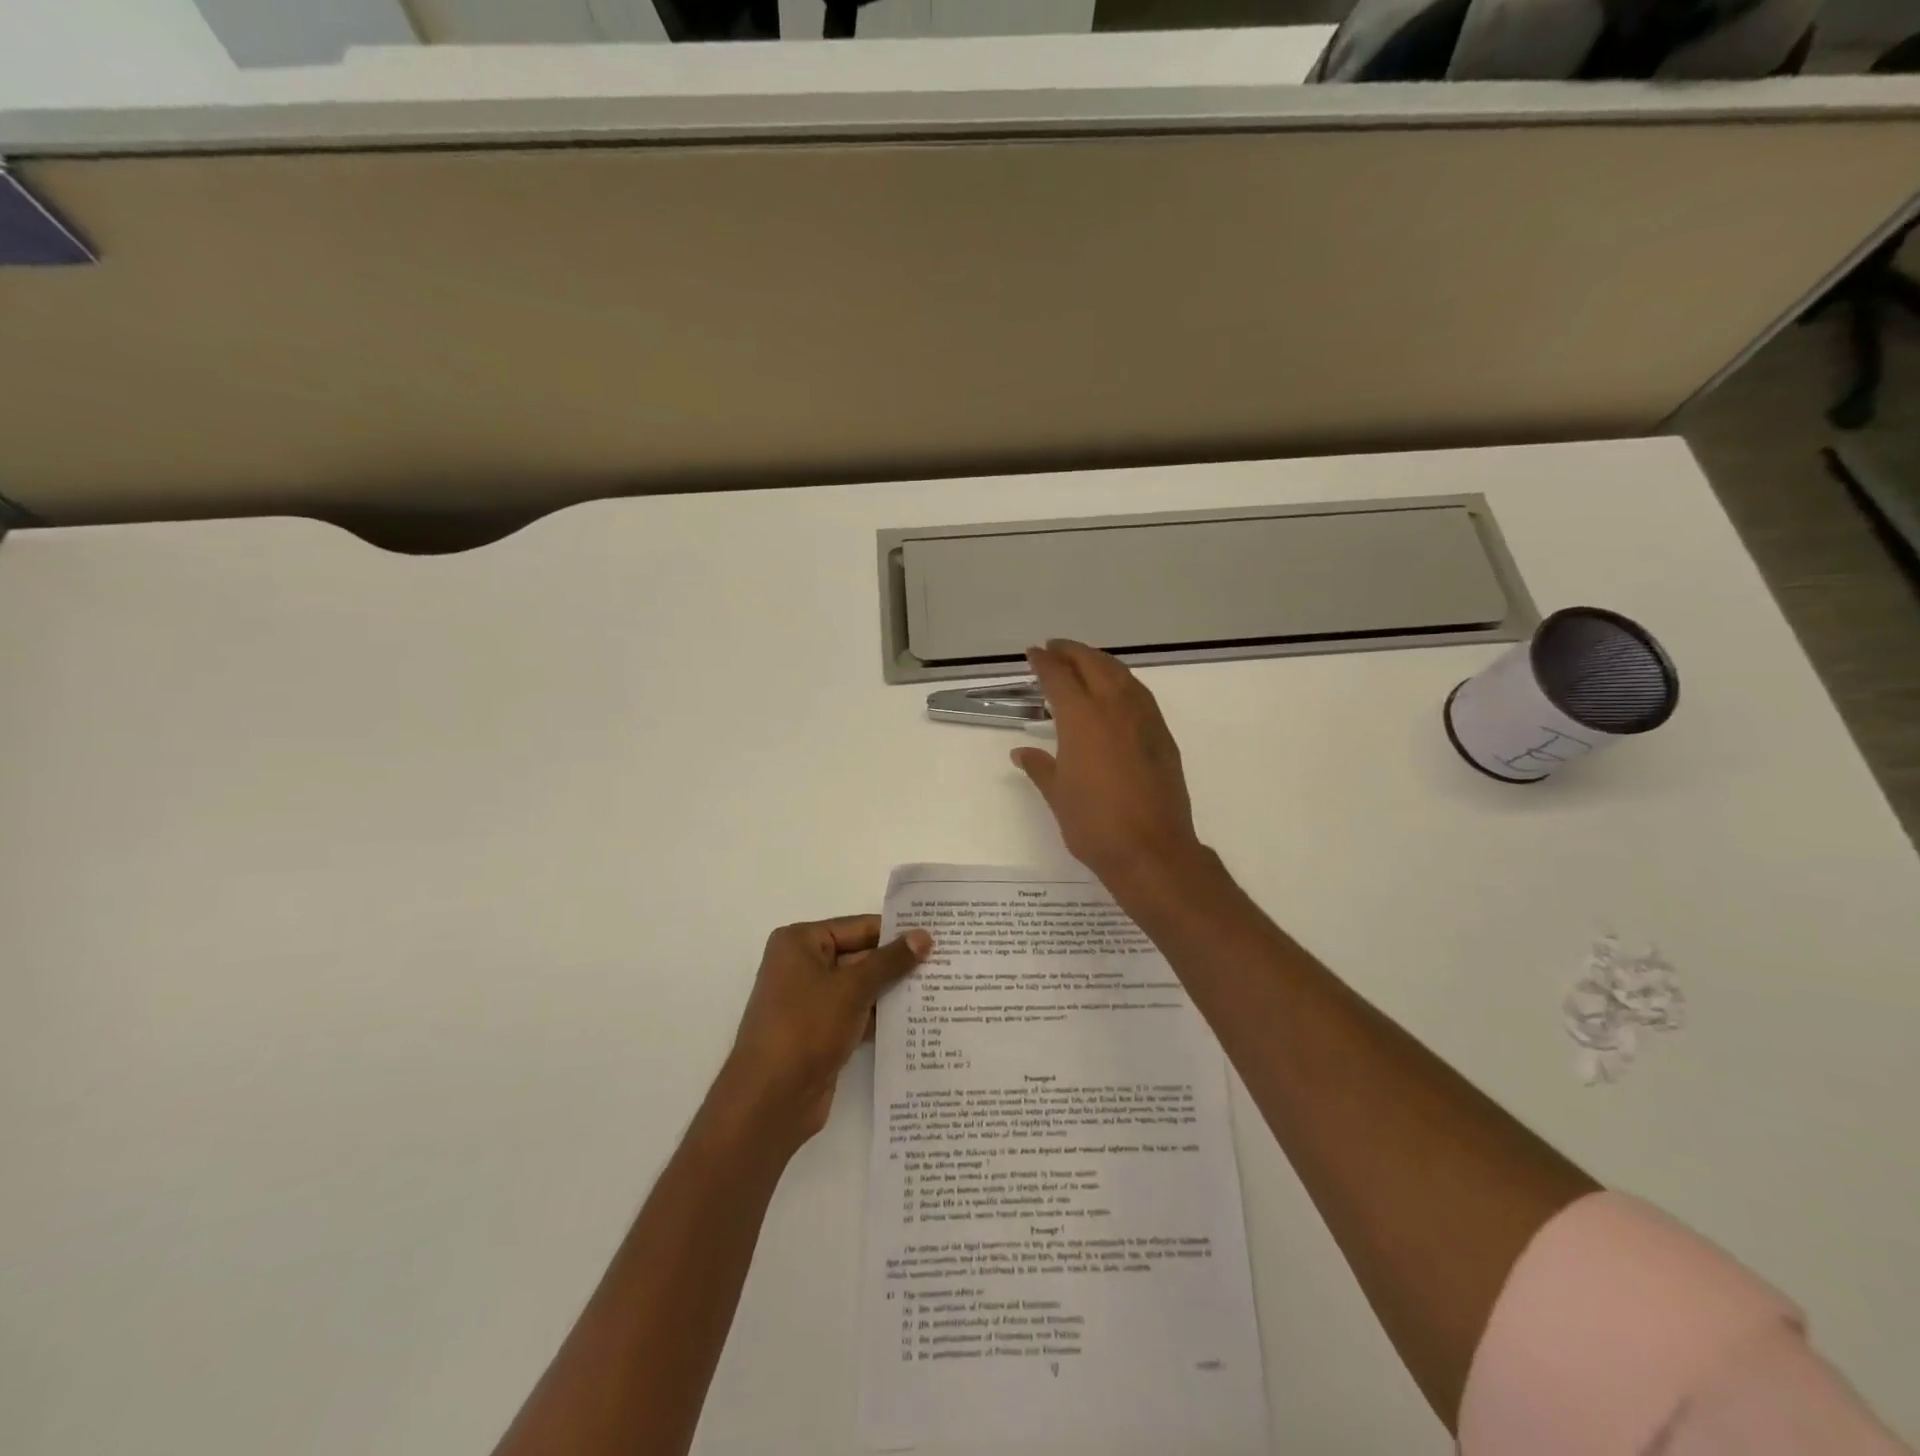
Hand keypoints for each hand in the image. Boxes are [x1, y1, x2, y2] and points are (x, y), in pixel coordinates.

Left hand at [717, 916, 931, 1149]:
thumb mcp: (852, 988)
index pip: (858, 927)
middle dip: (898, 962)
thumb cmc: (806, 1027)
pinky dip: (881, 1016)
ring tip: (941, 988)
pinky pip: (857, 1014)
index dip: (896, 931)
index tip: (936, 934)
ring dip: (893, 990)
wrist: (770, 1100)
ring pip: (861, 987)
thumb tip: (924, 936)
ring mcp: (811, 1001)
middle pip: (860, 956)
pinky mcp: (820, 1032)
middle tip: (946, 961)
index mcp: (800, 942)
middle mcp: (802, 966)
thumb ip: (890, 961)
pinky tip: (917, 1018)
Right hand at [1013, 639, 1204, 889]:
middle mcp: (1114, 708)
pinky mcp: (1162, 735)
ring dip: (1100, 661)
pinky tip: (1117, 692)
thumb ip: (1040, 767)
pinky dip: (1123, 681)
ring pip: (1121, 674)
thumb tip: (1022, 753)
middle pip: (1092, 664)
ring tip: (1084, 662)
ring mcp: (1143, 719)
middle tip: (1055, 648)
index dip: (1044, 662)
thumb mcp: (1058, 795)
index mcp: (1081, 718)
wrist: (1151, 849)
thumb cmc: (1094, 824)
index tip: (1033, 653)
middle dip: (1071, 652)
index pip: (1058, 677)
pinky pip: (1140, 693)